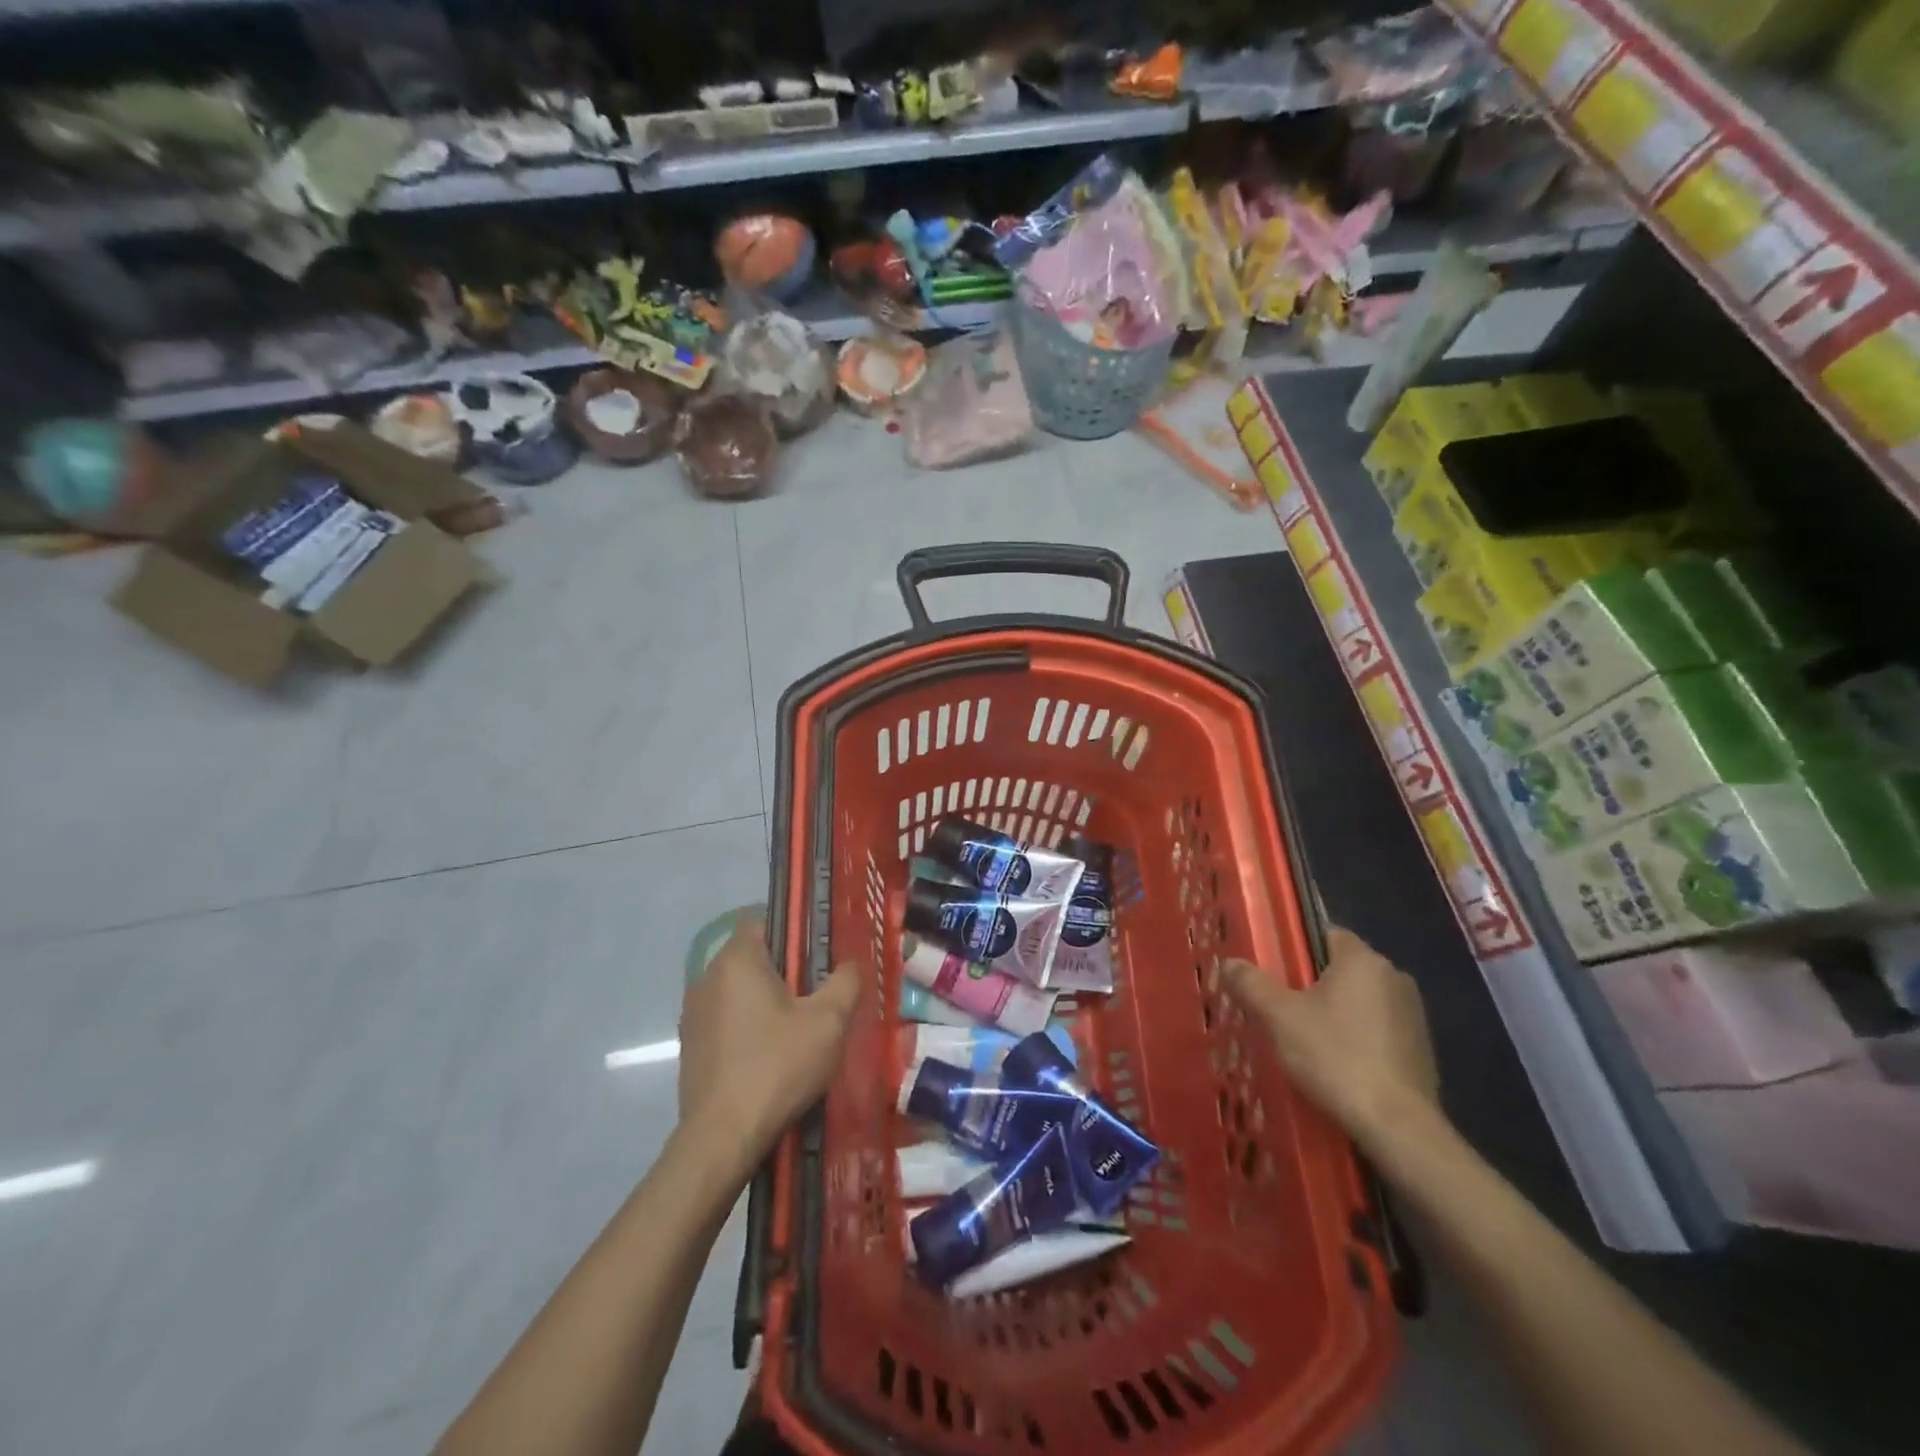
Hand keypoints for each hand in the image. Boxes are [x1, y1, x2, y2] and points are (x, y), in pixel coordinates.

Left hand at [677, 913, 860, 1171]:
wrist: (722, 1138)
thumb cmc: (778, 1066)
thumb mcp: (829, 1021)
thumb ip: (846, 981)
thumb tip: (852, 963)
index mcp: (737, 960)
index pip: (762, 920)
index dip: (792, 930)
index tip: (817, 956)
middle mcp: (707, 977)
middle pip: (752, 957)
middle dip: (784, 971)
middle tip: (816, 997)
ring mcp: (693, 1014)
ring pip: (738, 991)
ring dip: (764, 1002)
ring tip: (797, 1031)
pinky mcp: (689, 1047)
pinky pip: (725, 1020)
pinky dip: (747, 1028)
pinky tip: (770, 1058)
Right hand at [1224, 927, 1439, 1153]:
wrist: (1397, 1127)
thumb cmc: (1335, 1057)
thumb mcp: (1279, 1018)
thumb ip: (1251, 984)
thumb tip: (1229, 963)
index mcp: (1363, 960)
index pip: (1324, 934)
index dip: (1295, 949)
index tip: (1273, 971)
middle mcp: (1394, 977)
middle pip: (1341, 969)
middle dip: (1312, 984)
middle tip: (1280, 1007)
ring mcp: (1413, 1014)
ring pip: (1360, 1000)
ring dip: (1336, 1013)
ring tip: (1303, 1039)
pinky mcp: (1421, 1048)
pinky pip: (1377, 1029)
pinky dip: (1356, 1038)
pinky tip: (1336, 1063)